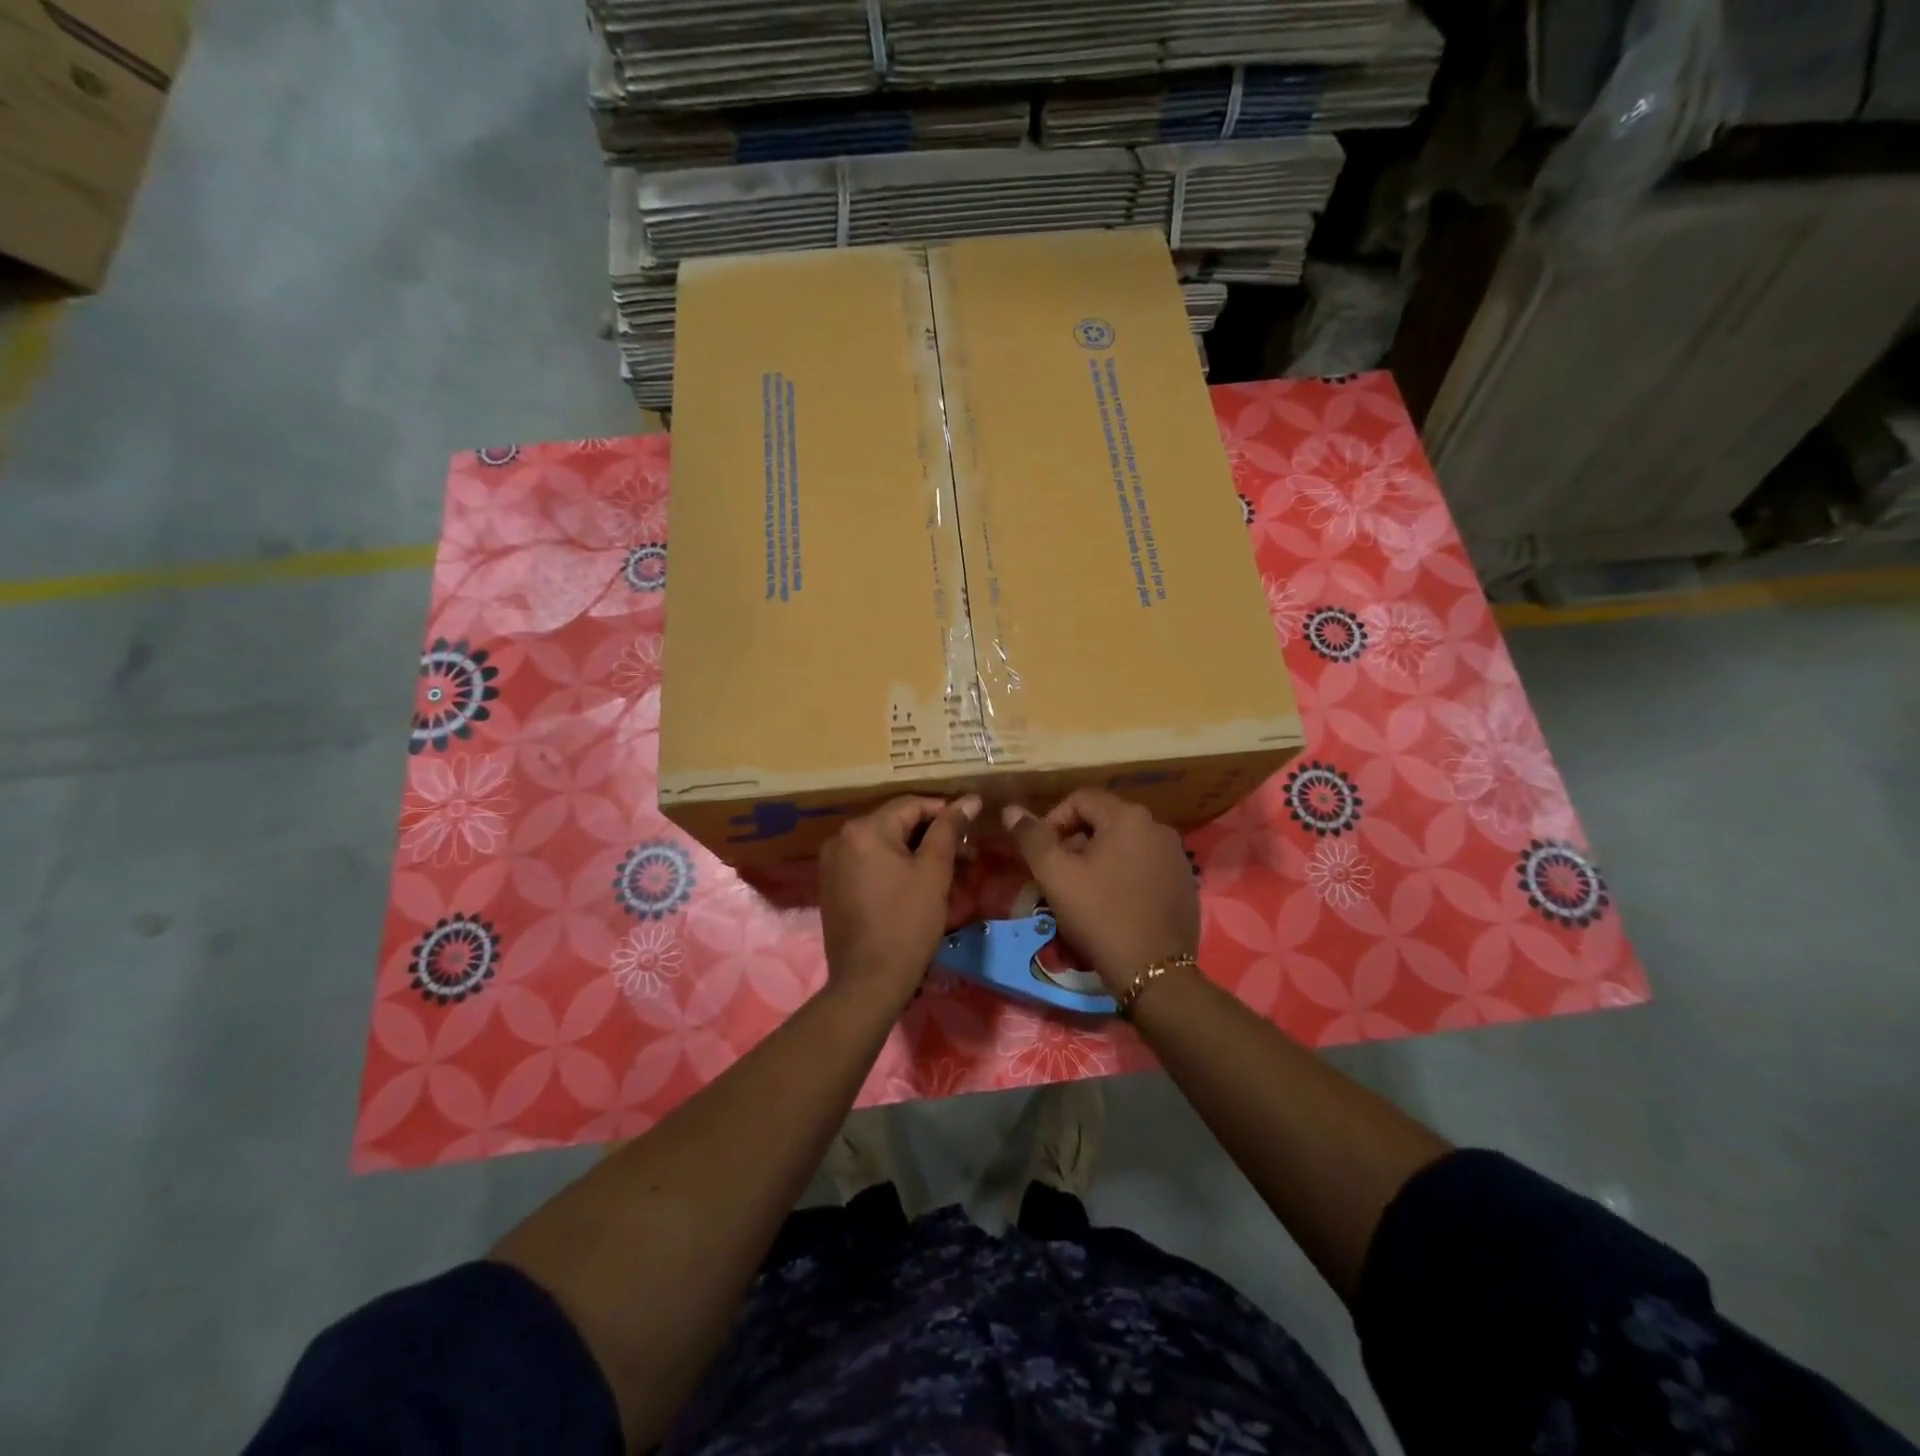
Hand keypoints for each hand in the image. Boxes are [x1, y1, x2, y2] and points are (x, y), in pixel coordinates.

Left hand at [818, 794, 979, 1006]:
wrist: (868, 981)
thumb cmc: (907, 923)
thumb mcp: (934, 872)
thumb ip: (950, 829)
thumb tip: (970, 799)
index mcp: (865, 829)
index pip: (911, 804)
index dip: (946, 811)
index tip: (973, 826)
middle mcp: (841, 838)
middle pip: (896, 823)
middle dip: (933, 835)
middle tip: (967, 853)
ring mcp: (832, 863)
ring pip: (884, 845)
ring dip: (916, 852)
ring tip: (950, 870)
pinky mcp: (832, 886)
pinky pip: (869, 864)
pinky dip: (894, 867)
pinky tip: (919, 883)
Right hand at [1002, 789, 1197, 990]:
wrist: (1153, 971)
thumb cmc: (1100, 915)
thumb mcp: (1055, 875)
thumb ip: (1032, 837)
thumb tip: (1011, 809)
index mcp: (1128, 817)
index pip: (1080, 799)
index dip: (1053, 819)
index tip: (1040, 852)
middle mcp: (1158, 827)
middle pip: (1104, 820)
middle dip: (1075, 841)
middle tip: (1058, 874)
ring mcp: (1176, 856)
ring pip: (1125, 844)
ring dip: (1099, 858)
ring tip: (1082, 891)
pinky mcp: (1184, 882)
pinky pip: (1145, 866)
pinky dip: (1124, 874)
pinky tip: (1114, 904)